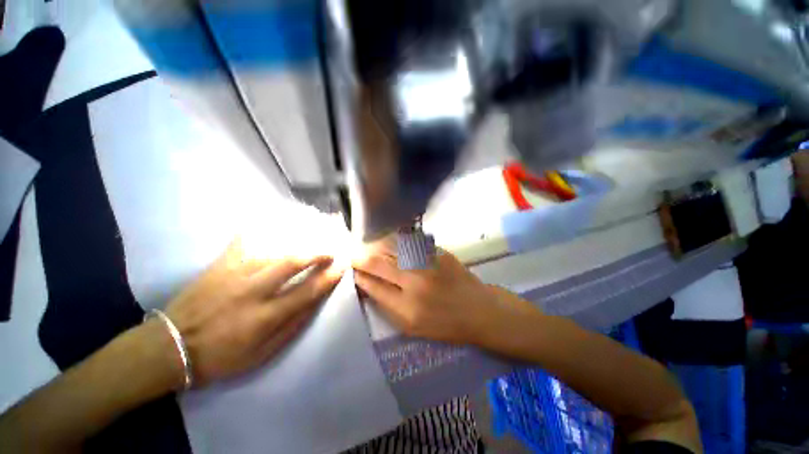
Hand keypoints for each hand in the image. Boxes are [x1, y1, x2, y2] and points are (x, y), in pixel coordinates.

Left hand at [164, 240, 343, 387]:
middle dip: (317, 252)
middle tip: (331, 248)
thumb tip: (316, 301)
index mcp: (265, 317)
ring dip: (298, 240)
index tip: (343, 265)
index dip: (329, 277)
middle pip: (292, 262)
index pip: (308, 291)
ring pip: (273, 249)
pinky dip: (263, 229)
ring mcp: (235, 274)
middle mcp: (253, 291)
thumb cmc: (221, 356)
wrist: (171, 347)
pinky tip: (276, 222)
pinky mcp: (220, 265)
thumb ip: (292, 326)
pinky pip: (245, 241)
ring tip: (314, 234)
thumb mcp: (263, 354)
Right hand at [352, 243, 535, 345]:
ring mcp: (427, 264)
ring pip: (391, 248)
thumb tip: (367, 284)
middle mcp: (414, 283)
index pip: (372, 286)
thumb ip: (387, 305)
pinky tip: (388, 240)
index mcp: (406, 309)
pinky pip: (408, 242)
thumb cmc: (446, 325)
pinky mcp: (437, 252)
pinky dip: (394, 241)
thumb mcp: (412, 328)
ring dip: (375, 245)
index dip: (358, 275)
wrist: (479, 310)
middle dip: (361, 257)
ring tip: (366, 245)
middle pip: (378, 263)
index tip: (350, 269)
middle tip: (352, 253)